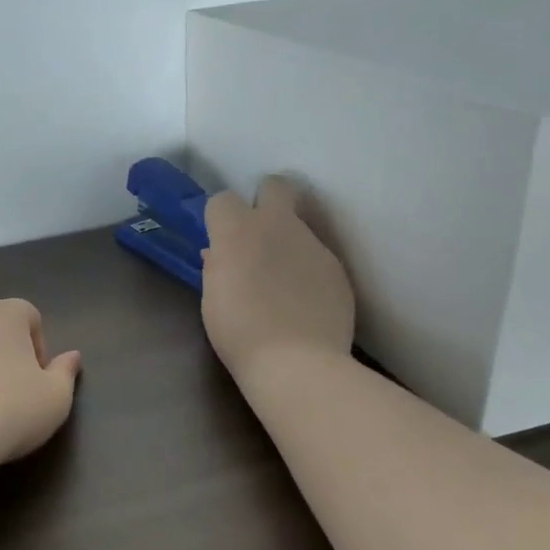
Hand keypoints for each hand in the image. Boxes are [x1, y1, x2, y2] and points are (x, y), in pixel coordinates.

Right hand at [202, 176, 355, 381]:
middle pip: (275, 186)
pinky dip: (308, 271)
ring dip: (288, 242)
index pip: (223, 199)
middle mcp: (278, 226)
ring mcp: (313, 244)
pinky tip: (304, 301)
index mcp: (237, 231)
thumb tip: (218, 253)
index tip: (220, 240)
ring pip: (300, 226)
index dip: (220, 218)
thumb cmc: (239, 332)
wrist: (297, 363)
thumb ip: (217, 267)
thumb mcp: (212, 299)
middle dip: (266, 199)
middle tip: (259, 233)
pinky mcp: (337, 267)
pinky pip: (317, 257)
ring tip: (283, 282)